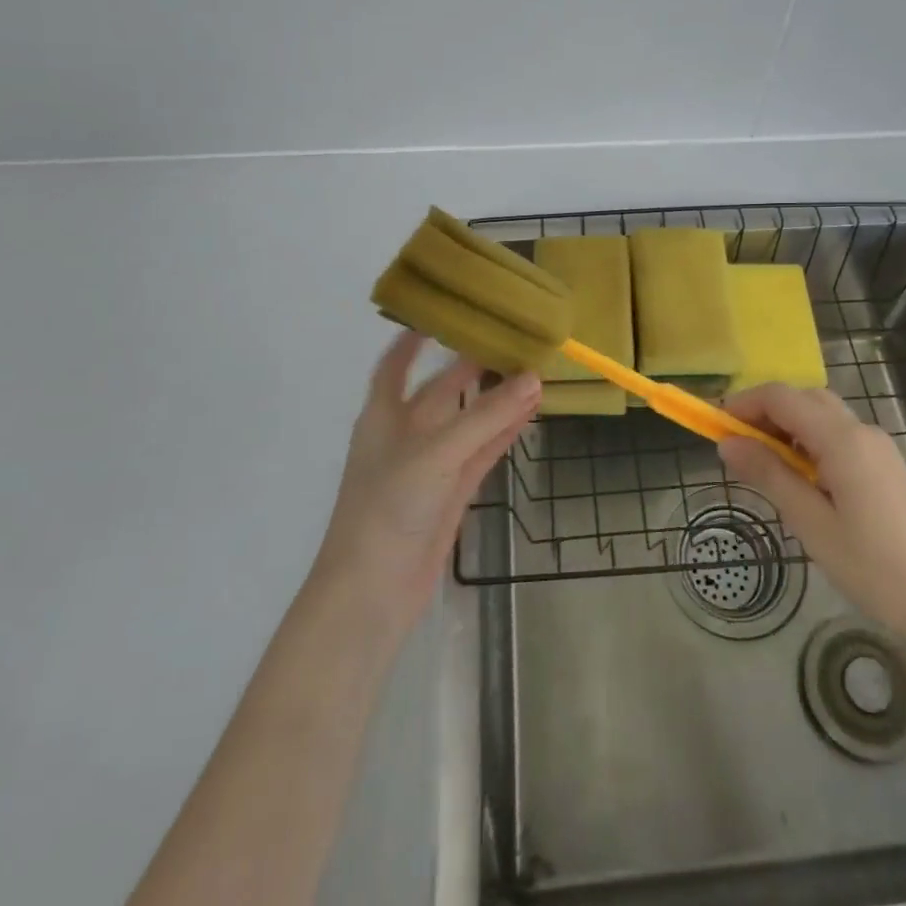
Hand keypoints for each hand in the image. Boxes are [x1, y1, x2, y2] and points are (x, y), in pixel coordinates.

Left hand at [310, 332, 538, 634]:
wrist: (372, 593)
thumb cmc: (388, 508)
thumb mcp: (435, 454)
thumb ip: (485, 417)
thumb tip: (533, 378)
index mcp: (384, 415)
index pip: (394, 364)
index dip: (411, 339)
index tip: (441, 312)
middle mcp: (406, 434)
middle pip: (442, 390)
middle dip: (471, 367)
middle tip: (511, 339)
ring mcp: (431, 466)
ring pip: (468, 421)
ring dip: (496, 400)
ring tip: (532, 372)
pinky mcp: (451, 493)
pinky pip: (481, 452)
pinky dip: (503, 434)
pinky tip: (528, 414)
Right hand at [719, 385, 905, 652]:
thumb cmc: (874, 567)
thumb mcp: (811, 524)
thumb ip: (769, 476)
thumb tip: (727, 443)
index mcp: (843, 440)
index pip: (782, 398)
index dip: (744, 404)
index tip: (714, 426)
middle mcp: (862, 431)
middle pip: (803, 398)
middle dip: (764, 412)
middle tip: (736, 445)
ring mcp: (877, 447)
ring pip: (822, 415)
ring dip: (787, 426)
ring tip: (762, 463)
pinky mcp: (885, 466)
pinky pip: (838, 435)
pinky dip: (808, 441)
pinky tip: (799, 478)